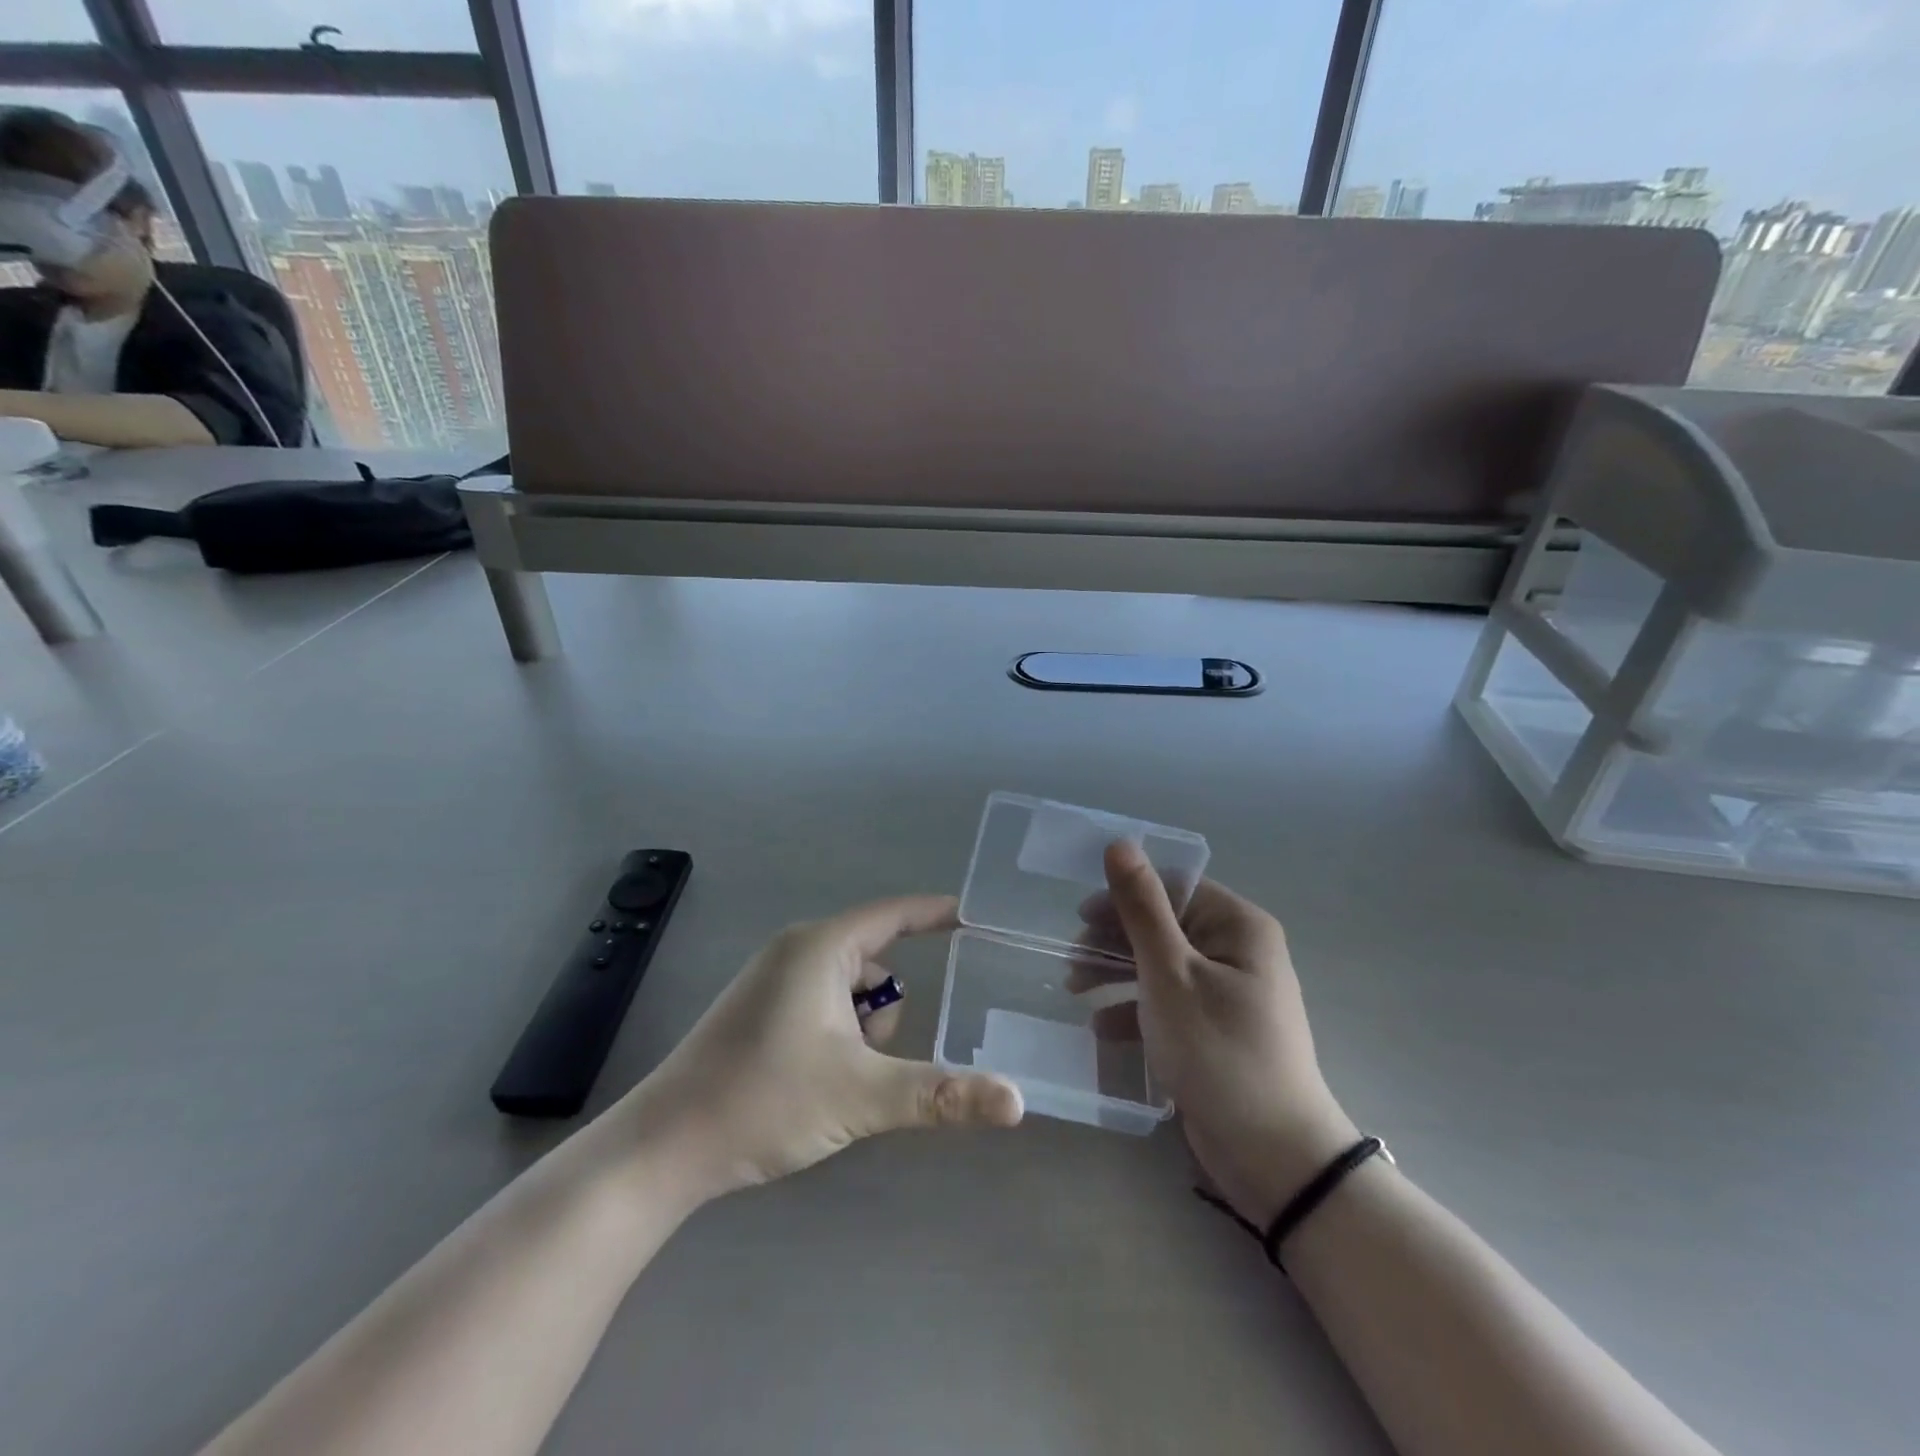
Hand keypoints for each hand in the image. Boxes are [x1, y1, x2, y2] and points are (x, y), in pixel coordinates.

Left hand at [628, 895, 1022, 1200]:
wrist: (664, 1148)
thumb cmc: (764, 1100)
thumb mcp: (863, 1096)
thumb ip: (942, 1094)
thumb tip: (1016, 1100)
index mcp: (820, 947)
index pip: (895, 914)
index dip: (936, 914)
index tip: (976, 919)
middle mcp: (797, 950)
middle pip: (875, 963)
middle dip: (884, 1013)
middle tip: (867, 1063)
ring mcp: (774, 980)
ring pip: (851, 991)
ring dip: (862, 1032)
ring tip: (835, 1081)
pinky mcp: (761, 1010)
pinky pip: (824, 1005)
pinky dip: (838, 1036)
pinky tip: (816, 1083)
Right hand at [1094, 842, 1356, 1224]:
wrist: (1273, 1156)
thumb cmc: (1218, 1050)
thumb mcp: (1169, 973)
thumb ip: (1141, 907)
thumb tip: (1120, 844)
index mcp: (1237, 925)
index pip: (1172, 888)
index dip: (1123, 897)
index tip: (1079, 919)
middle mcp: (1237, 950)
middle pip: (1163, 926)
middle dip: (1113, 941)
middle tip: (1071, 961)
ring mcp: (1229, 992)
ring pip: (1161, 965)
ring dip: (1116, 974)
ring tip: (1073, 991)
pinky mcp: (1217, 1029)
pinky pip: (1170, 1002)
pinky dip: (1135, 1010)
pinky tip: (1101, 1030)